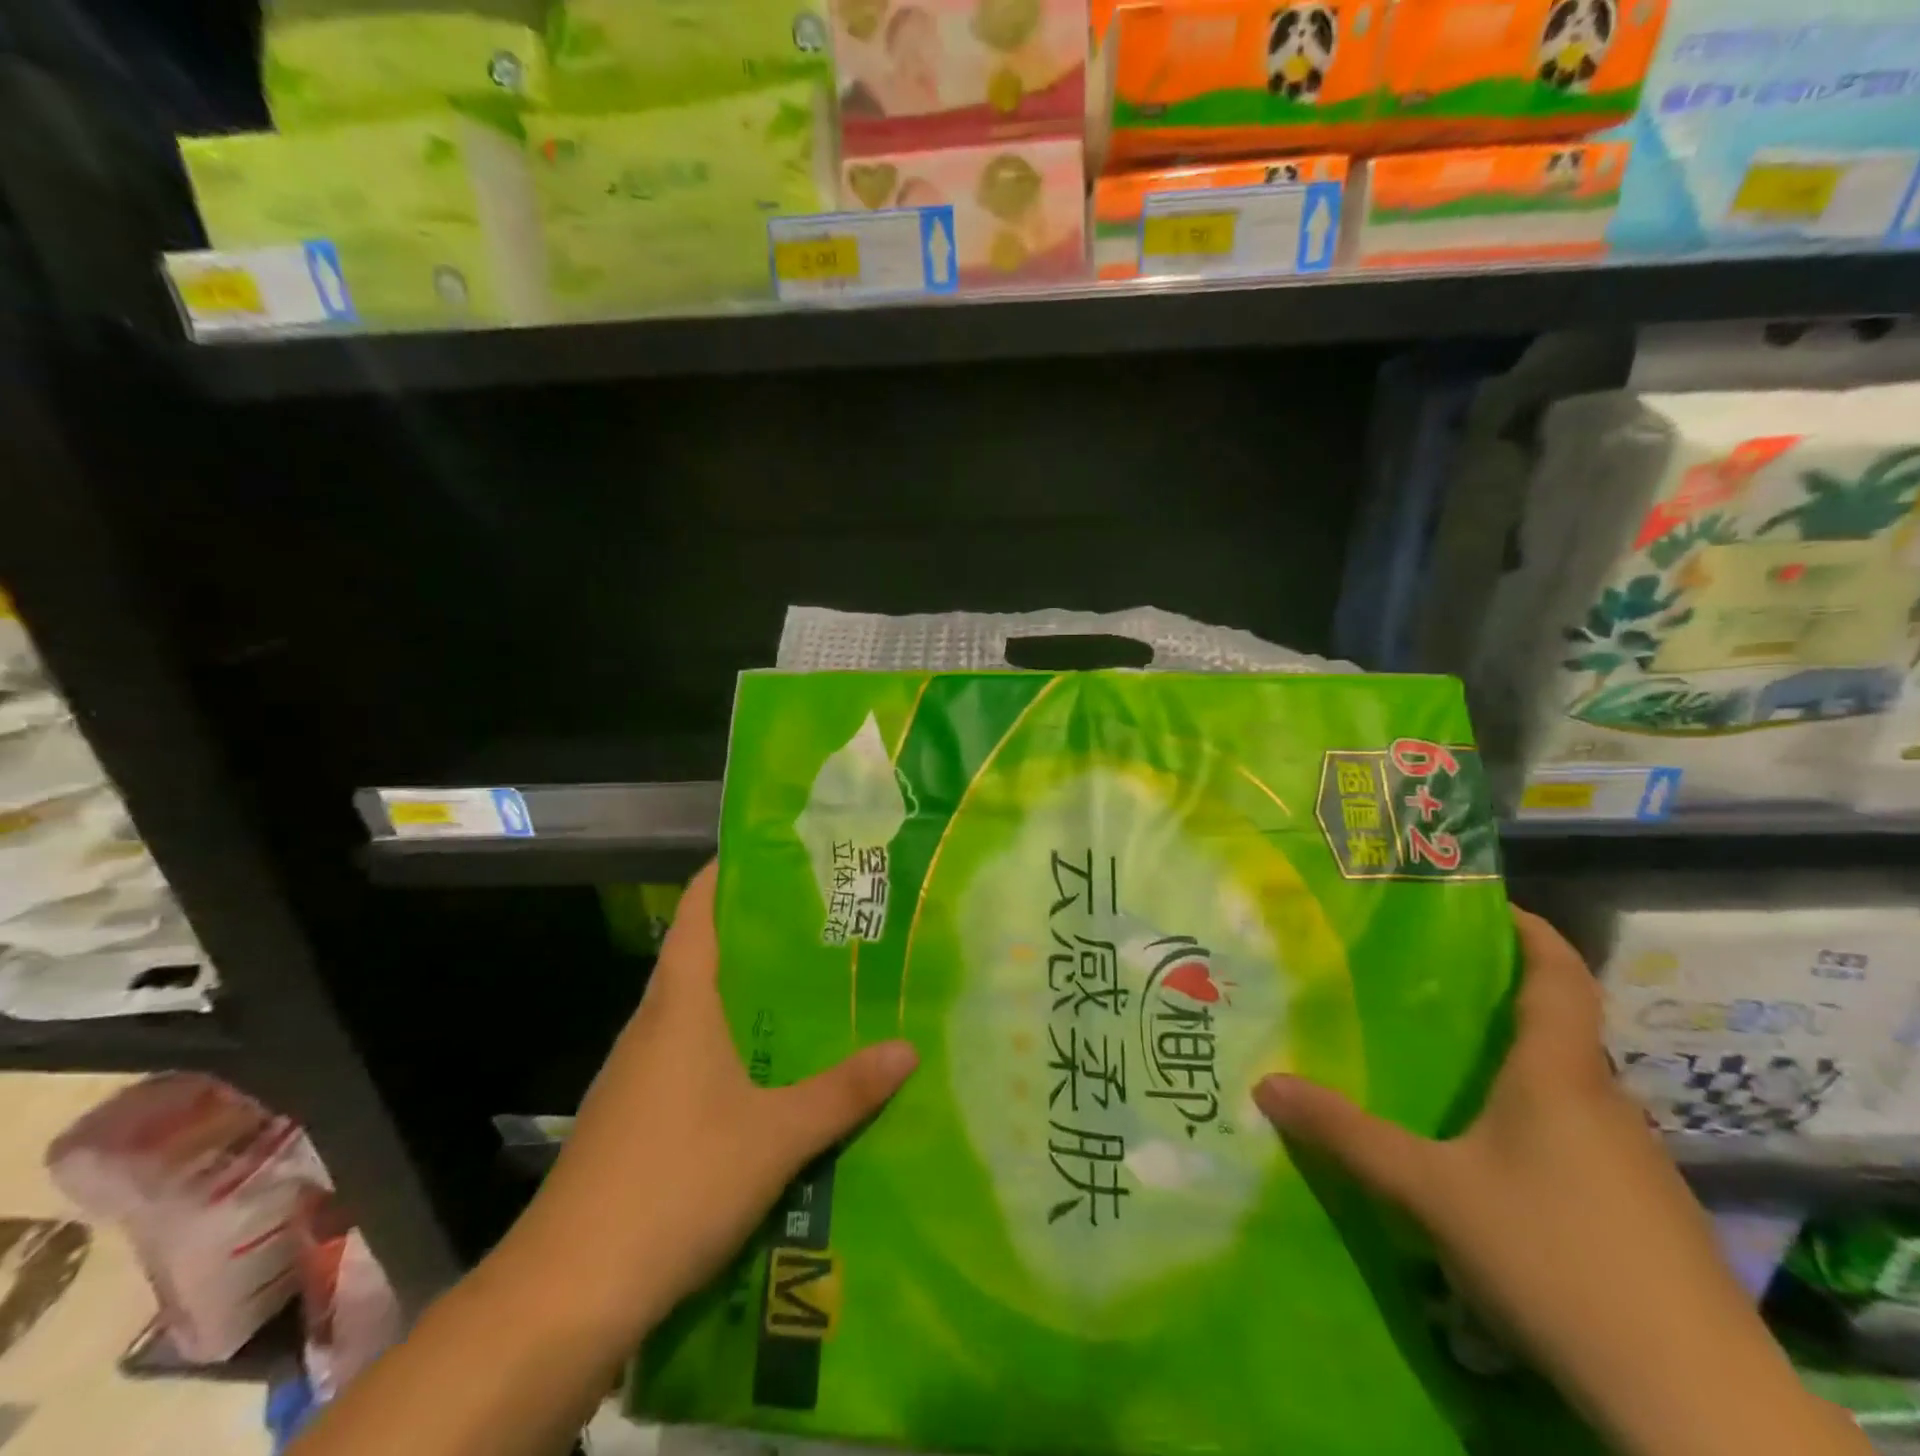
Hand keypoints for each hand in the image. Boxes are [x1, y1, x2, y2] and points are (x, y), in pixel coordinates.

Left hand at [505, 862, 917, 1348]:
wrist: (565, 1295)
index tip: (778, 853)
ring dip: (746, 995)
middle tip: (824, 922)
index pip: (697, 912)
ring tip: (810, 988)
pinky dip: (731, 1045)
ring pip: (698, 1010)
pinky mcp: (634, 1119)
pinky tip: (771, 1073)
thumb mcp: (776, 1136)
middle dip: (758, 935)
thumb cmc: (674, 1182)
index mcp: (680, 1004)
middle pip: (703, 956)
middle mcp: (654, 1025)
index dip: (728, 873)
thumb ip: (844, 1092)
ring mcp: (637, 1074)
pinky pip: (691, 1057)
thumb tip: (909, 1048)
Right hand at [1254, 907, 1867, 1455]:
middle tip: (1431, 987)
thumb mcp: (1429, 1191)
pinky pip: (1580, 1136)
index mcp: (1559, 1076)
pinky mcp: (1644, 1212)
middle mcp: (1604, 1103)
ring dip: (1517, 1065)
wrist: (1697, 1404)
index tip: (1492, 905)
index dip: (1533, 932)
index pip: (1562, 978)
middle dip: (1504, 1000)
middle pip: (1560, 1030)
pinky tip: (1494, 1156)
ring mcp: (1634, 1162)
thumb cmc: (1553, 1256)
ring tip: (1448, 1065)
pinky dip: (1536, 1119)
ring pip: (1568, 1088)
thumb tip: (1265, 1085)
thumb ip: (1347, 1135)